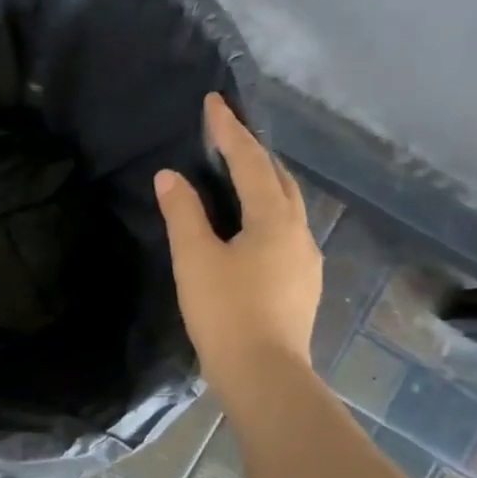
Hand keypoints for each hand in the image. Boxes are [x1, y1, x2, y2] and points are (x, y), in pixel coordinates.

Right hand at [155, 93, 322, 392]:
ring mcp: (306, 259)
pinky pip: (286, 231)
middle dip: (253, 152)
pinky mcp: (303, 283)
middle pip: (278, 178)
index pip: (250, 161)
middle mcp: (299, 231)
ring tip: (239, 175)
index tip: (214, 102)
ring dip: (264, 182)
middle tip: (227, 135)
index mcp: (274, 218)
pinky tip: (252, 227)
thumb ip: (183, 213)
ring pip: (287, 206)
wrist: (264, 374)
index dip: (229, 130)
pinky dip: (268, 212)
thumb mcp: (195, 258)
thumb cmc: (225, 311)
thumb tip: (170, 176)